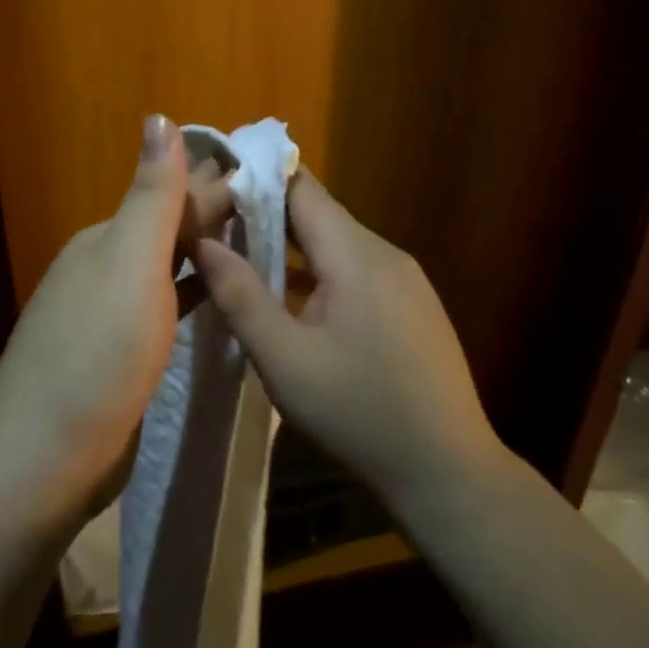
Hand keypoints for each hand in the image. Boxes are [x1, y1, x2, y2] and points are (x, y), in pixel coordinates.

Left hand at [0, 114, 231, 526]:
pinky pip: (164, 309)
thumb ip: (151, 195)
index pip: (170, 196)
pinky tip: (216, 296)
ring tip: (260, 245)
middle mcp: (102, 269)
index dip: (218, 184)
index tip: (272, 178)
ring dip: (206, 253)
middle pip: (168, 230)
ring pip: (167, 270)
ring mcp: (106, 316)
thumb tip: (160, 116)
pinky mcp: (117, 357)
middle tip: (279, 210)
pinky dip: (193, 294)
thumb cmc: (98, 352)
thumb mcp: (129, 263)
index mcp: (105, 240)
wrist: (46, 459)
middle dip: (215, 214)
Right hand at [194, 168, 508, 512]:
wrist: (447, 470)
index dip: (256, 177)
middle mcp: (385, 252)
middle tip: (217, 224)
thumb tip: (201, 242)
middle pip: (319, 212)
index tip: (213, 182)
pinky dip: (321, 269)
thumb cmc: (358, 412)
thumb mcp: (284, 360)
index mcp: (355, 255)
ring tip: (245, 257)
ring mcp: (405, 278)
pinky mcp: (413, 303)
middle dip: (267, 212)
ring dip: (293, 244)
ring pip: (337, 241)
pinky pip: (357, 267)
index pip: (301, 187)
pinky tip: (296, 298)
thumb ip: (240, 295)